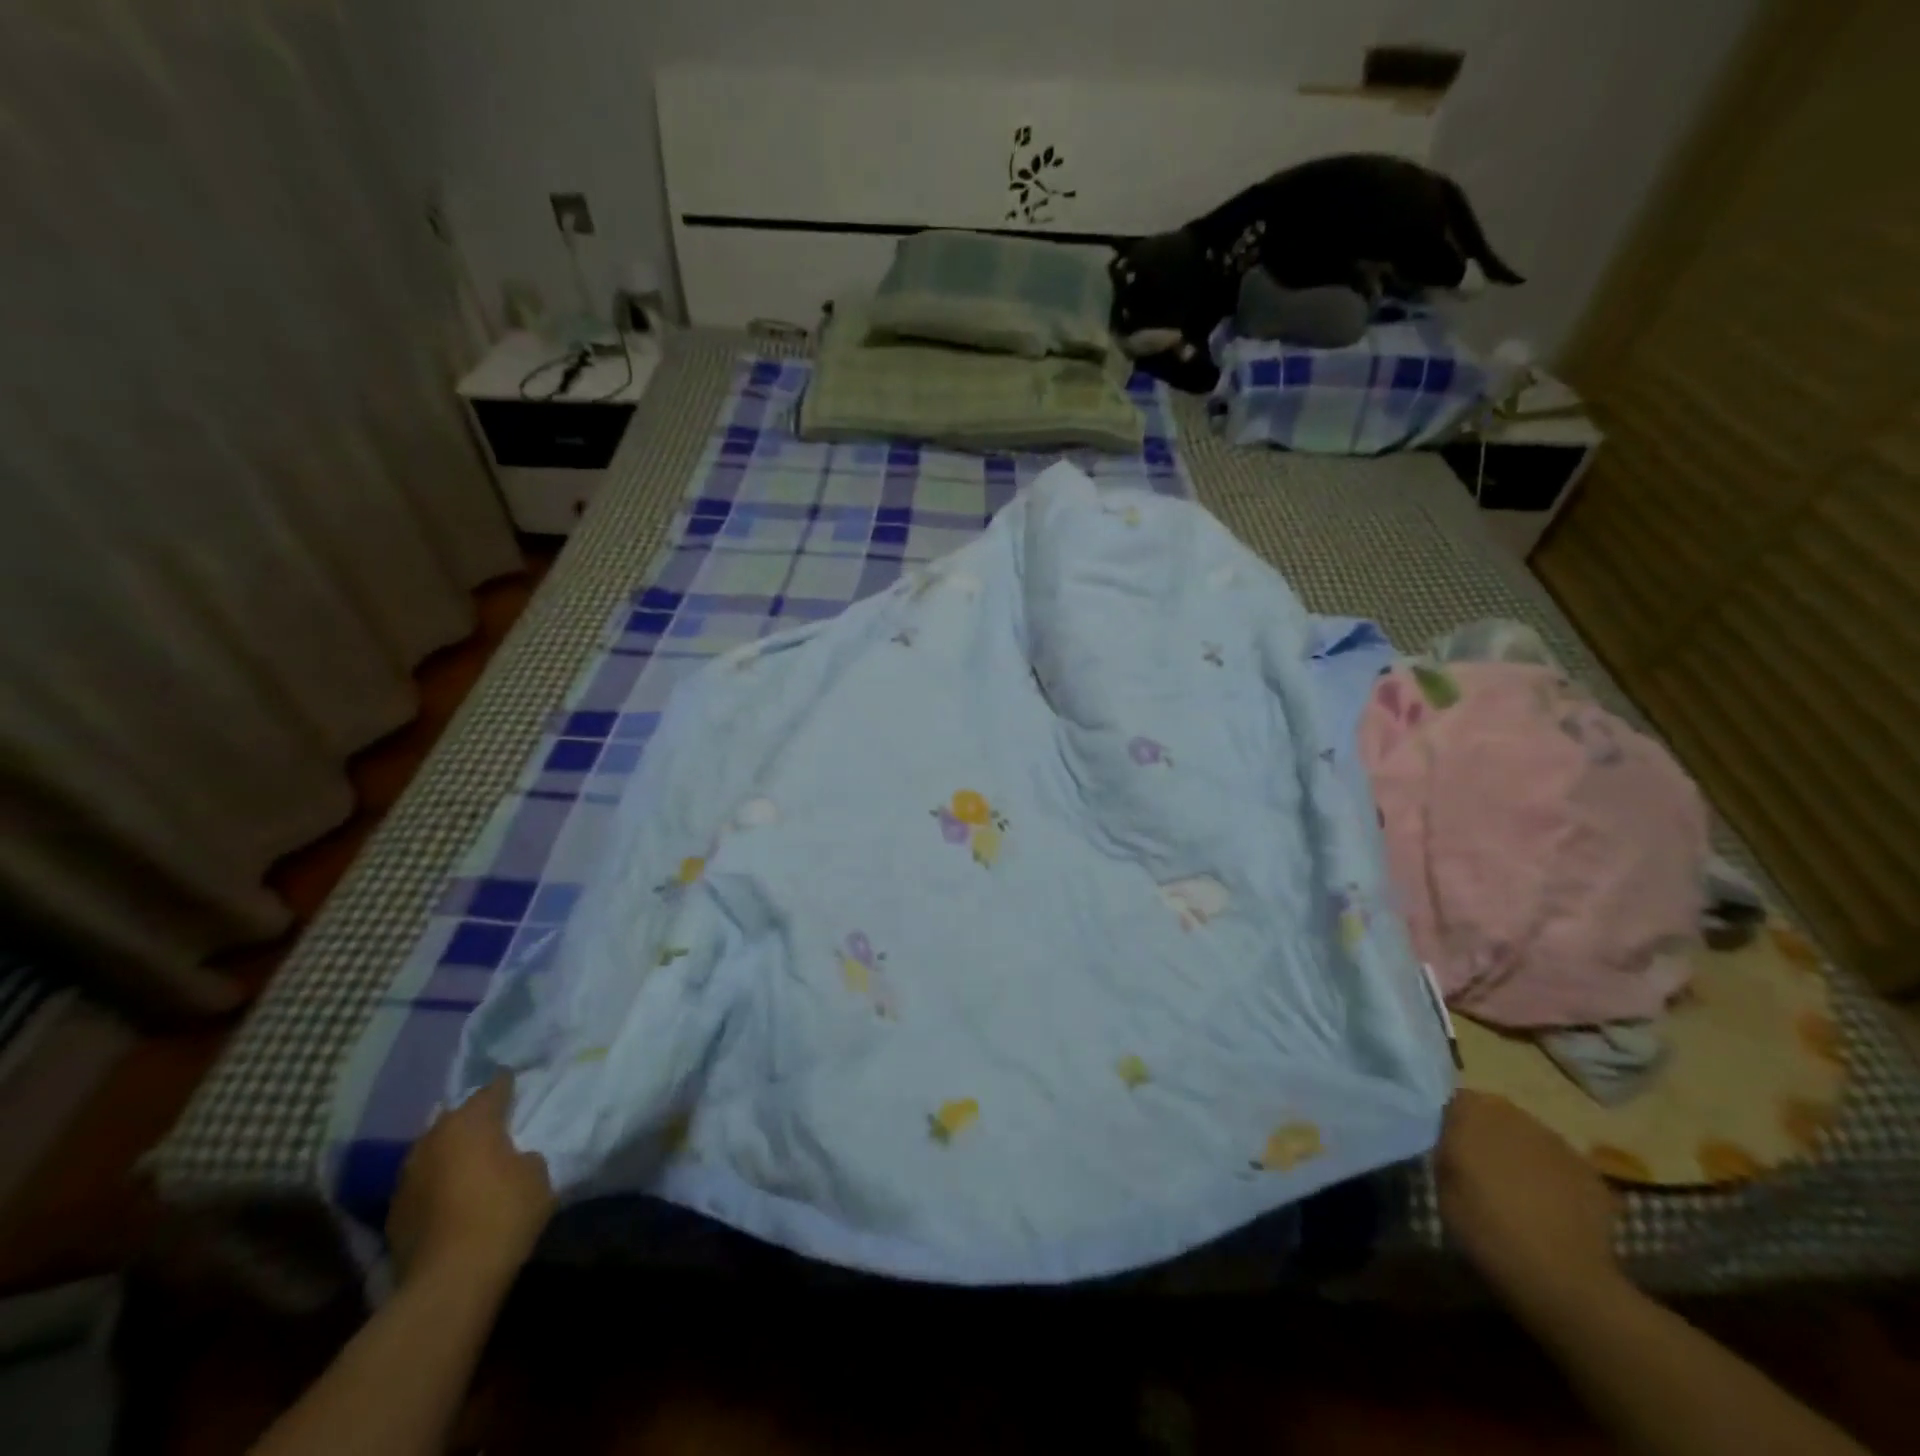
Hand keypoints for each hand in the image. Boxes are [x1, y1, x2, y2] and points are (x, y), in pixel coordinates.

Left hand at [386, 1076, 553, 1286]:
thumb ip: (524, 1155)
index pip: (493, 1089)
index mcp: (471, 1122)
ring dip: (450, 1151)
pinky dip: (437, 1181)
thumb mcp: (536, 1174)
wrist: (449, 1281)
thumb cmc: (503, 1213)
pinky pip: (422, 1182)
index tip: (515, 1082)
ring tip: (470, 1158)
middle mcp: (433, 1139)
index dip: (507, 1085)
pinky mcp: (393, 1212)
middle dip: (473, 1118)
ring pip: (434, 1149)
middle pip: (456, 1117)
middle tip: (493, 1123)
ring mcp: (407, 1176)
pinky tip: (451, 1192)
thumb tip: (512, 1158)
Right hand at [1435, 1091, 1620, 1310]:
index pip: (1456, 1100)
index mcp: (1473, 1114)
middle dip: (1488, 1135)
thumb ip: (1447, 1149)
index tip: (1450, 1149)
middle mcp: (1516, 1116)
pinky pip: (1561, 1163)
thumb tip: (1453, 1140)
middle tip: (1481, 1169)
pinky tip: (1551, 1208)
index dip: (1452, 1123)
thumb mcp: (1442, 1184)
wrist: (1562, 1278)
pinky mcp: (1590, 1172)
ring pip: (1530, 1137)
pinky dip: (1554, 1177)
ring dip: (1521, 1153)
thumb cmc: (1486, 1228)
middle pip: (1496, 1114)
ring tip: (1519, 1190)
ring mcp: (1558, 1142)